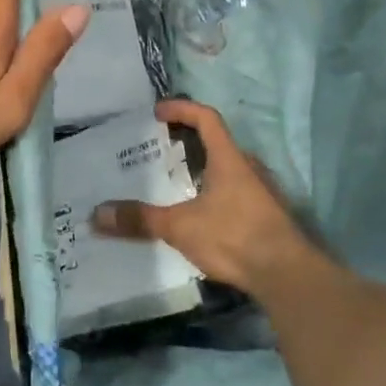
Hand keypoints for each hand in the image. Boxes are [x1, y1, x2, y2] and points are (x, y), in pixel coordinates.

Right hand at [92, 99, 320, 293]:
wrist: (288, 276)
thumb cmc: (234, 236)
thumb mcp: (180, 227)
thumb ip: (140, 219)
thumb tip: (97, 215)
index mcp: (229, 158)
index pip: (206, 117)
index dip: (182, 109)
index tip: (158, 112)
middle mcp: (249, 167)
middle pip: (217, 142)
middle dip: (189, 141)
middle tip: (161, 149)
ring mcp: (263, 192)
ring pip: (229, 169)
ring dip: (205, 169)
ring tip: (178, 183)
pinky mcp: (269, 216)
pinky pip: (238, 192)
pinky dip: (217, 193)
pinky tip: (203, 214)